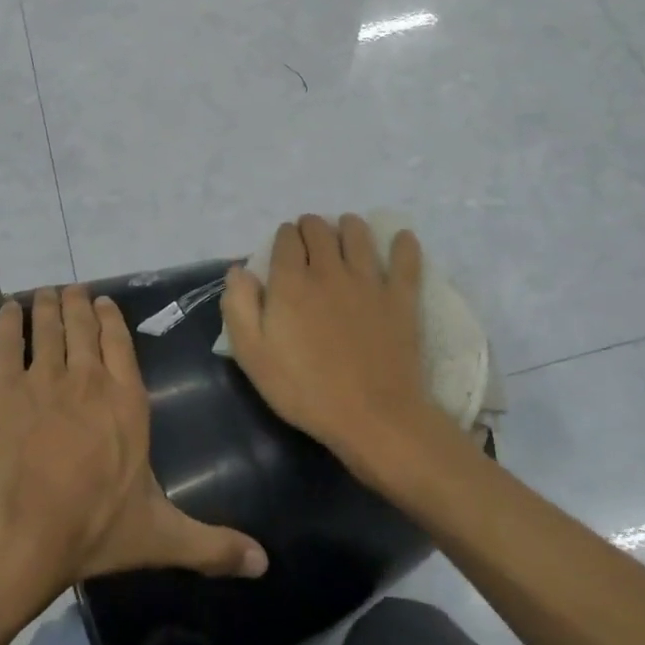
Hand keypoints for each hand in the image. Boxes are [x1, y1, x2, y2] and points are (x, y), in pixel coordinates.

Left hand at [0, 285, 267, 603]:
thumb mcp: (160, 537)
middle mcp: (88, 379)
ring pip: (47, 327)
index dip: (111, 318)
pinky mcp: (3, 389)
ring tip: (44, 293)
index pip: (121, 343)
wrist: (17, 537)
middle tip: (71, 291)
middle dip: (77, 304)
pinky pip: (6, 343)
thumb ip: (212, 545)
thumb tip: (265, 564)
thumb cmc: (92, 530)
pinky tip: (8, 309)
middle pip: (82, 326)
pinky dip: (8, 321)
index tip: (103, 301)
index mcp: (126, 401)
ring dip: (46, 306)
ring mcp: (43, 379)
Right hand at [222, 214, 452, 484]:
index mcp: (291, 282)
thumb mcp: (252, 356)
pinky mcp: (401, 297)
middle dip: (310, 228)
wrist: (372, 417)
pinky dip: (403, 244)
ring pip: (358, 233)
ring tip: (346, 234)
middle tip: (309, 242)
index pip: (286, 237)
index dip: (283, 238)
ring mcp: (369, 280)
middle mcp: (329, 270)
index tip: (283, 250)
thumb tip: (238, 270)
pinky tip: (401, 239)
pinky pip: (405, 259)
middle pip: (319, 228)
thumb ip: (238, 307)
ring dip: (348, 226)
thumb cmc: (304, 390)